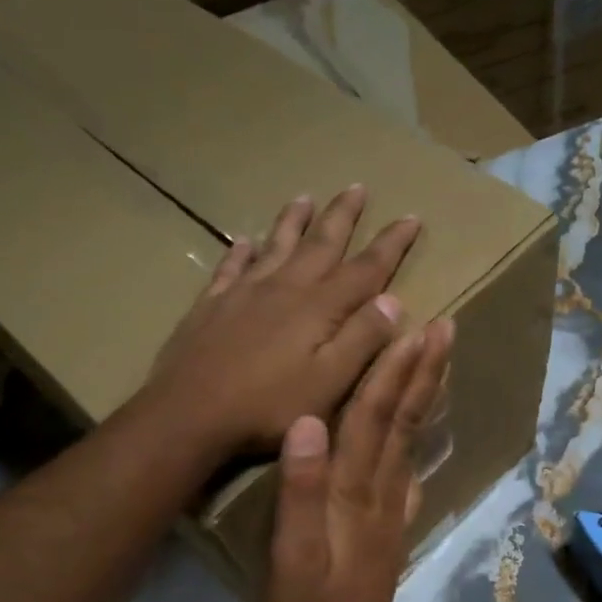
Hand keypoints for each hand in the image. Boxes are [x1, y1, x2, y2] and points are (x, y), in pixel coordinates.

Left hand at [145, 185, 420, 456]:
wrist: (189, 413)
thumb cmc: (268, 406)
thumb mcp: (330, 382)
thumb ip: (363, 340)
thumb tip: (394, 300)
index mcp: (319, 308)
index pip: (366, 269)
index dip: (391, 244)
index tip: (412, 217)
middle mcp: (284, 288)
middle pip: (320, 244)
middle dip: (343, 216)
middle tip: (357, 187)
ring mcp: (243, 293)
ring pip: (275, 246)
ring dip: (293, 222)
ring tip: (304, 197)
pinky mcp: (211, 306)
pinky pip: (230, 267)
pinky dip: (241, 251)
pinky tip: (244, 241)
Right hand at [260, 316, 453, 601]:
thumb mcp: (288, 553)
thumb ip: (298, 488)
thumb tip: (306, 421)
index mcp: (352, 489)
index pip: (373, 415)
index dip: (393, 370)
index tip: (415, 327)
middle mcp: (379, 489)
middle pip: (403, 419)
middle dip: (423, 370)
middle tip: (444, 327)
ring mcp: (391, 507)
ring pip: (411, 439)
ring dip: (426, 395)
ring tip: (439, 361)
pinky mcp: (392, 525)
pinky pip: (410, 468)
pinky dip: (420, 438)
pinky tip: (424, 428)